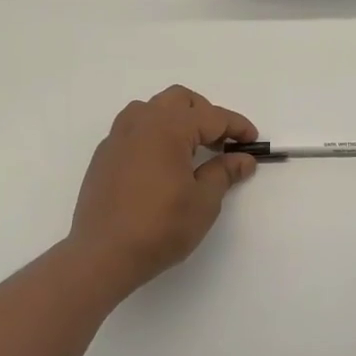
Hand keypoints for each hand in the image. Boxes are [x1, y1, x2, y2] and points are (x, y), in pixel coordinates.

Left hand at [68, 85, 257, 293]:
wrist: (103, 255)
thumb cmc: (160, 227)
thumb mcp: (203, 202)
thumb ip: (224, 173)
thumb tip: (243, 159)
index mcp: (169, 128)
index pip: (212, 116)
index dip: (237, 126)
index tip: (253, 141)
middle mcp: (141, 122)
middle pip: (180, 100)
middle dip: (206, 114)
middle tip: (221, 142)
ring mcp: (118, 137)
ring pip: (153, 109)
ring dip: (177, 119)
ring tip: (191, 147)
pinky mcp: (104, 155)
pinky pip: (134, 129)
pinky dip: (155, 134)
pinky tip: (162, 163)